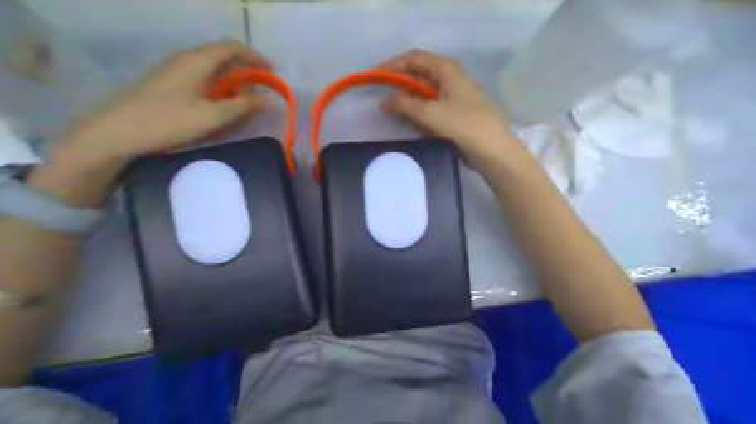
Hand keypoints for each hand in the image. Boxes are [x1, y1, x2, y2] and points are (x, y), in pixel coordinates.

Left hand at [61, 39, 271, 164]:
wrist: (117, 132)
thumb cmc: (167, 122)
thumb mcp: (211, 117)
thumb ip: (242, 107)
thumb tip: (270, 101)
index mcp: (196, 61)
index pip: (232, 47)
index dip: (255, 57)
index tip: (274, 72)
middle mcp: (186, 60)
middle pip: (223, 56)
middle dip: (247, 71)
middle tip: (264, 90)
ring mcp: (175, 71)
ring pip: (212, 69)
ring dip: (234, 81)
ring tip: (247, 101)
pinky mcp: (169, 84)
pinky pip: (202, 79)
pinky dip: (220, 89)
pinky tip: (222, 106)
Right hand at [378, 50, 519, 168]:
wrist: (494, 152)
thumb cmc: (463, 126)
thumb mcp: (430, 113)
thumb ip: (404, 104)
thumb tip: (383, 101)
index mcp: (447, 70)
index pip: (415, 58)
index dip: (393, 65)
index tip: (375, 77)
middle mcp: (452, 79)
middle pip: (419, 76)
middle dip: (400, 87)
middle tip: (382, 101)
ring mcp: (455, 98)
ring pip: (425, 95)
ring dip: (410, 104)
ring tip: (394, 116)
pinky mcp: (456, 115)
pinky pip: (433, 110)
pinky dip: (421, 116)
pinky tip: (414, 127)